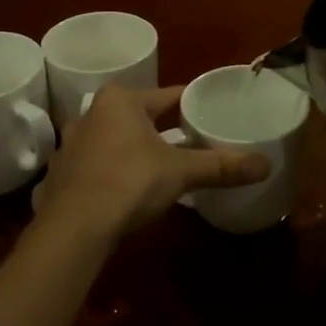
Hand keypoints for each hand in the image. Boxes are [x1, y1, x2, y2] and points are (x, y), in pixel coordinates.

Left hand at [34, 84, 271, 238]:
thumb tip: (267, 164)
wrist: (73, 229)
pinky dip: (108, 175)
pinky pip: (92, 168)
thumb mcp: (181, 172)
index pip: (165, 95)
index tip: (208, 110)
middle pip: (136, 117)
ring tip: (155, 165)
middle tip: (187, 140)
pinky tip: (121, 191)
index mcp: (119, 101)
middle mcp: (89, 115)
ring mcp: (69, 147)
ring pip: (111, 142)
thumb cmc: (129, 182)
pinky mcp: (58, 178)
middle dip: (159, 128)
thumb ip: (221, 166)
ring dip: (130, 151)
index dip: (189, 103)